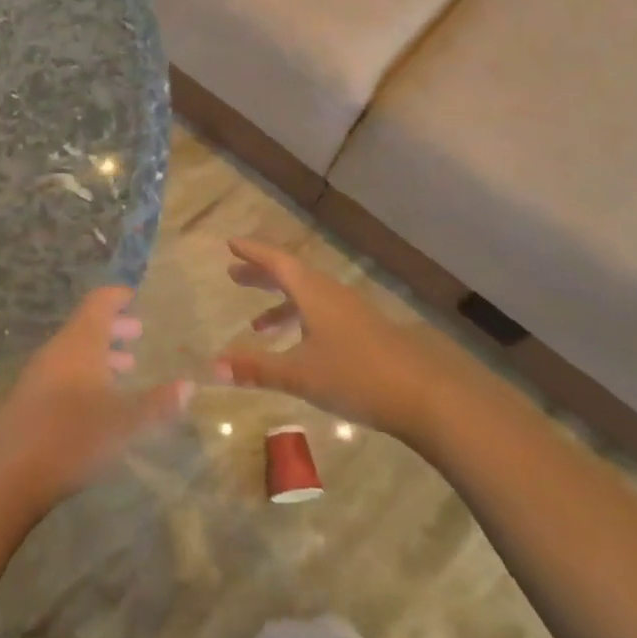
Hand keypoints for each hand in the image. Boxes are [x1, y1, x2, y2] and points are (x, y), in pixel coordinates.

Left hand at [0, 287, 191, 509]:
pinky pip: (63, 373)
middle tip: (139, 333)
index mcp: (81, 342)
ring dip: (100, 355)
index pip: (99, 302)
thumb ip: (158, 404)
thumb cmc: (72, 436)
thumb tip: (189, 385)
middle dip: (114, 327)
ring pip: (75, 352)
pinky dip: (85, 375)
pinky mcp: (29, 401)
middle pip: (87, 326)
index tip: (136, 296)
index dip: (118, 296)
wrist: (6, 474)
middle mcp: (58, 350)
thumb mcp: (125, 423)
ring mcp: (39, 375)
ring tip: (126, 369)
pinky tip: (98, 403)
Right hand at [215, 239, 457, 439]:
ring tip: (257, 322)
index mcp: (313, 292)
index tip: (231, 244)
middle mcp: (331, 294)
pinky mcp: (364, 331)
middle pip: (291, 274)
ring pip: (308, 296)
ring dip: (281, 301)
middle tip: (234, 274)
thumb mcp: (299, 374)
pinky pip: (322, 313)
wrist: (423, 393)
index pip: (277, 262)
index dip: (253, 253)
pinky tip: (298, 346)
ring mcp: (351, 312)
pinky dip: (301, 320)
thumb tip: (213, 365)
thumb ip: (256, 368)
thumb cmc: (355, 375)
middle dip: (262, 274)